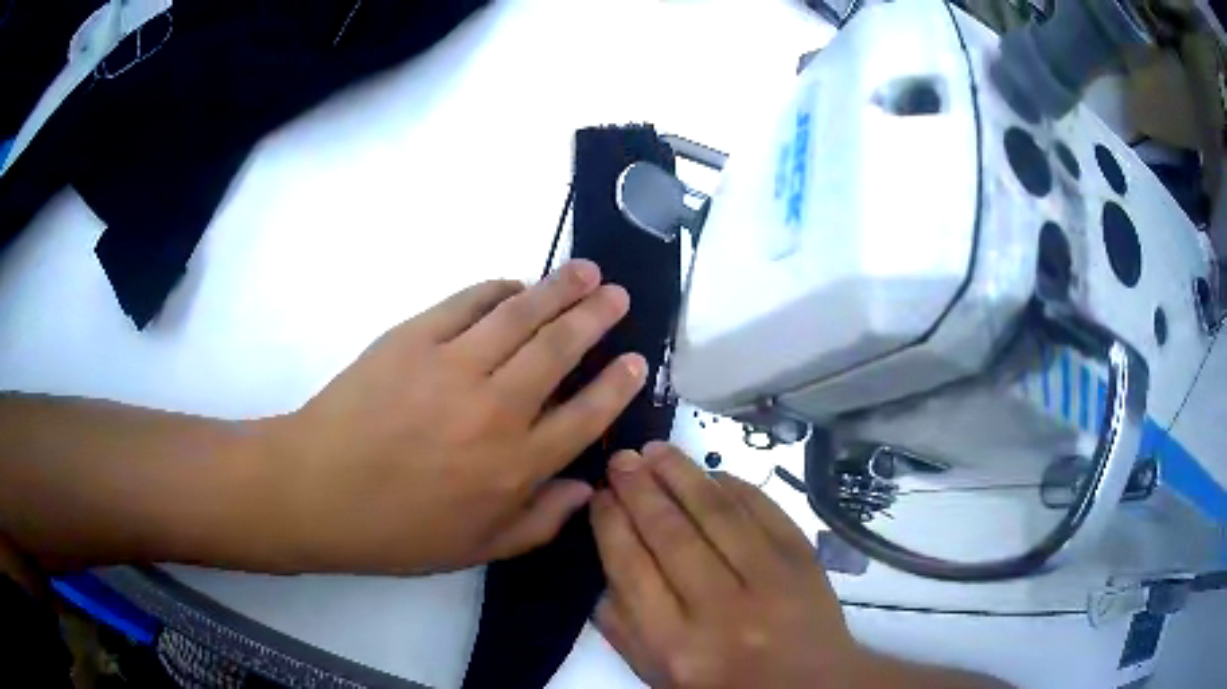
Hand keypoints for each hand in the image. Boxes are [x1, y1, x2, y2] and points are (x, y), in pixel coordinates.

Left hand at [267, 260, 647, 574]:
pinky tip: (514, 285)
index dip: (618, 384)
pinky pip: (468, 302)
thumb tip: (587, 489)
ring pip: (521, 315)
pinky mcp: (414, 338)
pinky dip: (498, 289)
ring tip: (584, 271)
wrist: (318, 490)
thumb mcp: (476, 549)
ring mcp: (453, 366)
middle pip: (561, 350)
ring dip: (559, 289)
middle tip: (617, 295)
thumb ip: (540, 522)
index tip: (635, 360)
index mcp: (515, 467)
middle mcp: (496, 410)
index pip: (586, 415)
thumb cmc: (397, 530)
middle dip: (597, 317)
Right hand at [590, 442, 861, 687]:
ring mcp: (769, 580)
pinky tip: (710, 473)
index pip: (631, 569)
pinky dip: (734, 486)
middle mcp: (721, 610)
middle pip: (671, 535)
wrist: (809, 685)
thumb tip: (606, 559)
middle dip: (639, 490)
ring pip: (717, 514)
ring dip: (682, 475)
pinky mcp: (803, 560)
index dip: (611, 524)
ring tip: (656, 451)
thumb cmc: (725, 684)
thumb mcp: (659, 672)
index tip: (600, 496)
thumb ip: (623, 625)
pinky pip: (764, 510)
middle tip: (622, 461)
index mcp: (676, 645)